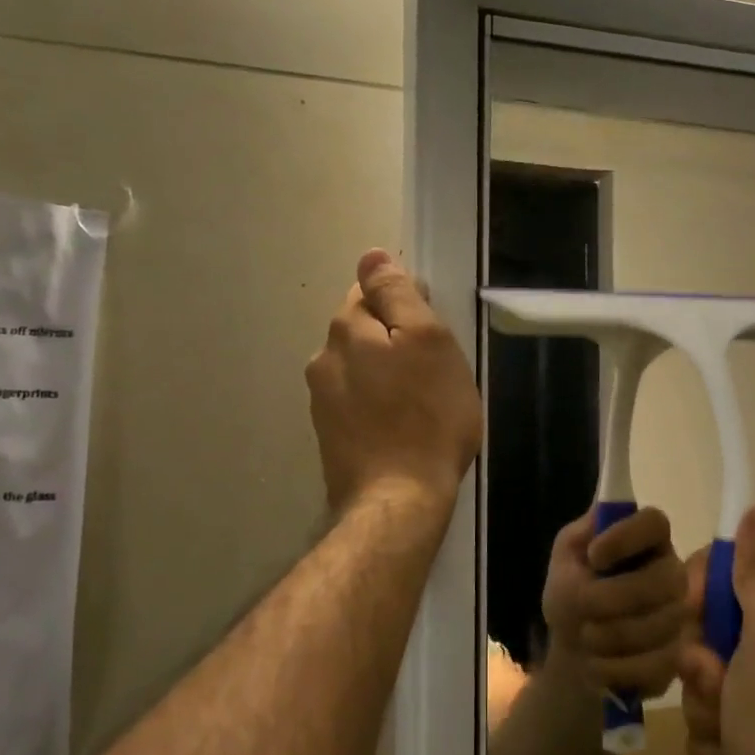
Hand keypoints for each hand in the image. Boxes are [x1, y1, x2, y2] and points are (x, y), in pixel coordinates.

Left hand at [305, 249, 482, 514]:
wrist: (398, 500)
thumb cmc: (427, 416)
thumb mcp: (428, 341)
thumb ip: (398, 294)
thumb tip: (372, 255)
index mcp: (346, 330)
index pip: (369, 290)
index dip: (404, 303)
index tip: (432, 331)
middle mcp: (323, 359)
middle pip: (362, 329)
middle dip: (393, 338)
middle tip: (433, 368)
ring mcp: (321, 401)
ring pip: (360, 367)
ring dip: (385, 372)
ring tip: (420, 400)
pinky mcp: (329, 435)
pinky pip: (357, 401)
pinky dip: (378, 403)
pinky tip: (400, 425)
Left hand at [541, 507, 688, 697]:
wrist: (575, 647)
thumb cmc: (572, 590)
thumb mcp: (566, 557)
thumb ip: (582, 535)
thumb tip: (602, 508)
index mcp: (646, 539)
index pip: (654, 522)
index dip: (626, 537)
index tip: (593, 556)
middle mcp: (671, 571)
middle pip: (664, 578)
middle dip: (614, 598)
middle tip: (582, 608)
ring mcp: (679, 615)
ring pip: (660, 625)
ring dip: (610, 635)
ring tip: (585, 637)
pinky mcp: (678, 656)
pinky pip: (656, 664)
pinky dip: (616, 668)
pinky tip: (597, 664)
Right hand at [679, 505, 754, 754]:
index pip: (728, 562)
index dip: (700, 589)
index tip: (694, 619)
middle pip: (709, 618)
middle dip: (700, 658)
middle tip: (717, 684)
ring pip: (703, 667)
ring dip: (703, 702)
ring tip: (730, 733)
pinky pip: (710, 709)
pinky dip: (714, 736)